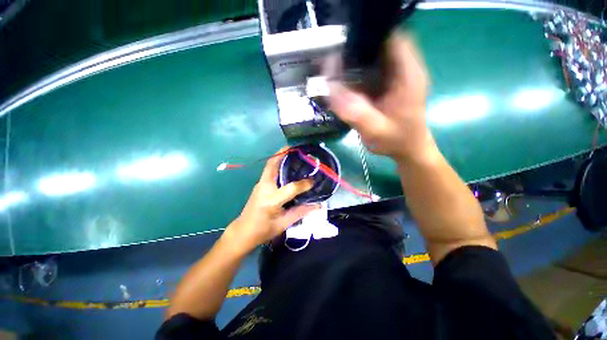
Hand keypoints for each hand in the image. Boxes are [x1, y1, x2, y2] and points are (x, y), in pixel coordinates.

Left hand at [223, 148, 318, 254]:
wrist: (243, 232)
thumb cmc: (264, 230)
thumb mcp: (284, 224)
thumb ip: (302, 212)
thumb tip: (318, 205)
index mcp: (272, 200)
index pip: (291, 188)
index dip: (303, 184)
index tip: (313, 181)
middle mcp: (264, 188)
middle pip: (272, 165)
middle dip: (283, 154)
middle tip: (297, 149)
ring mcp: (260, 184)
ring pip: (270, 165)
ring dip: (280, 156)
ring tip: (293, 153)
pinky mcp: (259, 184)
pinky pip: (269, 169)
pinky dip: (277, 162)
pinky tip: (287, 164)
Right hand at [329, 34, 434, 162]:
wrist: (409, 149)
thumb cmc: (396, 141)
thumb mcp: (375, 130)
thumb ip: (355, 112)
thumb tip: (331, 90)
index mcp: (408, 75)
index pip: (392, 38)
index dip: (369, 36)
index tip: (346, 46)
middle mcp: (406, 69)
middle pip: (382, 43)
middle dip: (358, 48)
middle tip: (337, 61)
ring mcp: (398, 76)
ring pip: (376, 55)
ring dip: (357, 59)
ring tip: (339, 70)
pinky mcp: (391, 83)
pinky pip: (374, 68)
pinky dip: (359, 71)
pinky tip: (348, 81)